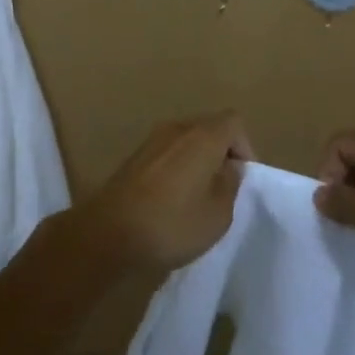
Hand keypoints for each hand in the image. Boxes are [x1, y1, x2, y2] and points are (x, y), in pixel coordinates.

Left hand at [85, 112, 252, 271]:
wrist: (109, 232)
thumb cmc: (172, 223)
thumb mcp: (218, 215)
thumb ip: (230, 184)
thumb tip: (229, 166)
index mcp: (203, 136)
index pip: (234, 122)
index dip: (245, 147)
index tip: (242, 178)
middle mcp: (178, 128)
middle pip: (210, 127)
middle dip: (222, 153)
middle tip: (223, 188)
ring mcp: (153, 139)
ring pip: (187, 140)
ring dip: (198, 160)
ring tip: (198, 196)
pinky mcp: (135, 155)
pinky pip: (168, 151)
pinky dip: (177, 167)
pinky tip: (172, 198)